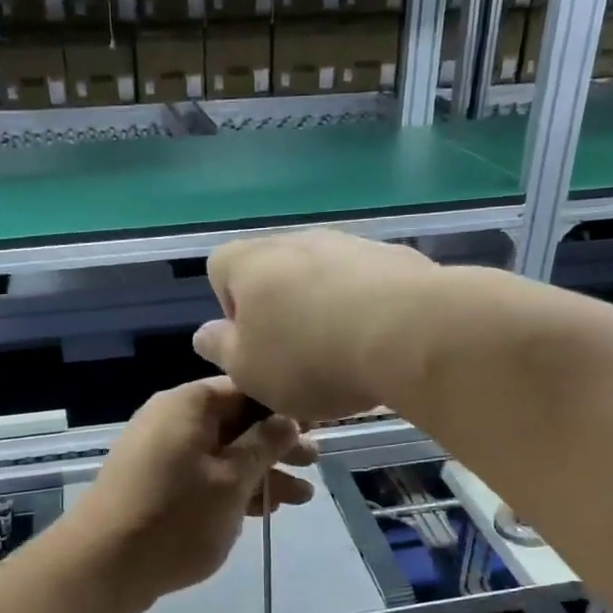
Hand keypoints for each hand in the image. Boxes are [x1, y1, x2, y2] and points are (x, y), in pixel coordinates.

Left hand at [68, 377, 317, 612]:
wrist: (102, 566)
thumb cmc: (175, 516)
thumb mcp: (232, 480)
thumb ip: (264, 445)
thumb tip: (288, 418)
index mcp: (188, 405)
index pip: (246, 388)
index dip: (284, 406)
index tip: (318, 425)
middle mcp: (172, 420)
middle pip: (236, 422)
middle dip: (277, 444)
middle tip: (315, 461)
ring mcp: (162, 454)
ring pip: (223, 453)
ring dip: (261, 472)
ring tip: (301, 496)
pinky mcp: (157, 485)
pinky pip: (204, 476)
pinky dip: (233, 489)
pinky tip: (265, 509)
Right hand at [193, 230, 439, 421]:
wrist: (408, 333)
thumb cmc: (310, 358)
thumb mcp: (248, 371)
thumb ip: (221, 350)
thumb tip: (205, 334)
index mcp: (250, 264)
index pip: (219, 268)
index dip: (230, 307)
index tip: (253, 344)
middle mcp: (296, 241)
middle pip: (274, 270)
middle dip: (281, 309)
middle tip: (297, 356)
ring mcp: (349, 244)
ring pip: (322, 275)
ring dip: (324, 306)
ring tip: (345, 353)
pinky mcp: (394, 257)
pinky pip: (366, 282)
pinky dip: (365, 306)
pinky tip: (380, 341)